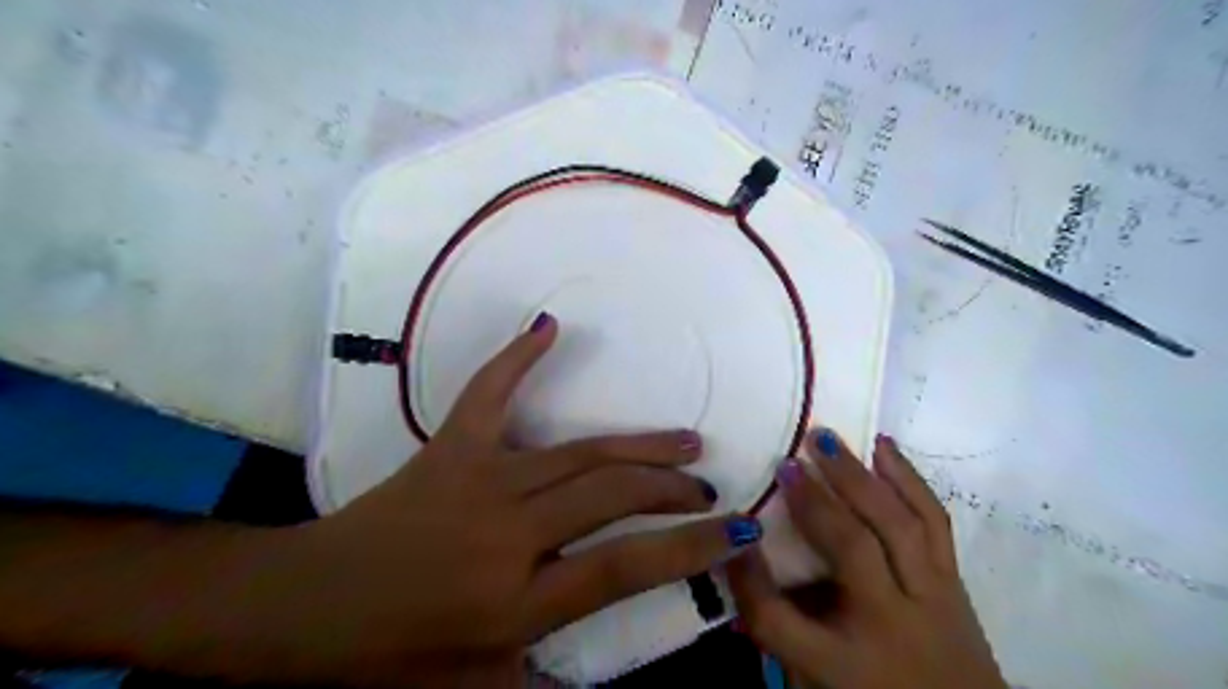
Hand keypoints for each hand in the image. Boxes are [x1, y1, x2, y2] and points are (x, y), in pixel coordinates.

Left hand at [281, 316, 760, 687]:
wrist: (307, 603)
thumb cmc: (390, 653)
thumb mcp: (475, 685)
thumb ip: (543, 671)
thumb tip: (604, 660)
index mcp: (516, 601)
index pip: (624, 568)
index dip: (689, 548)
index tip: (735, 528)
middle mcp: (508, 533)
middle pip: (611, 496)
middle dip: (671, 489)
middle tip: (706, 484)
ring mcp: (480, 479)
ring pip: (578, 454)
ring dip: (637, 445)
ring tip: (683, 439)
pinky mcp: (450, 447)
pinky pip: (490, 393)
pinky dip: (518, 358)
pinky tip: (549, 327)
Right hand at [727, 427, 1006, 684]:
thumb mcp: (817, 681)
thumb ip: (780, 625)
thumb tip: (745, 561)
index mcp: (844, 665)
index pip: (777, 620)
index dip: (745, 576)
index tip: (730, 535)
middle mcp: (889, 623)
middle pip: (849, 547)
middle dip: (813, 500)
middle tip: (787, 461)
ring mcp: (931, 597)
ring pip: (897, 523)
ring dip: (858, 476)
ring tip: (828, 440)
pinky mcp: (954, 579)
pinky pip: (934, 520)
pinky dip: (908, 479)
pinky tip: (884, 448)